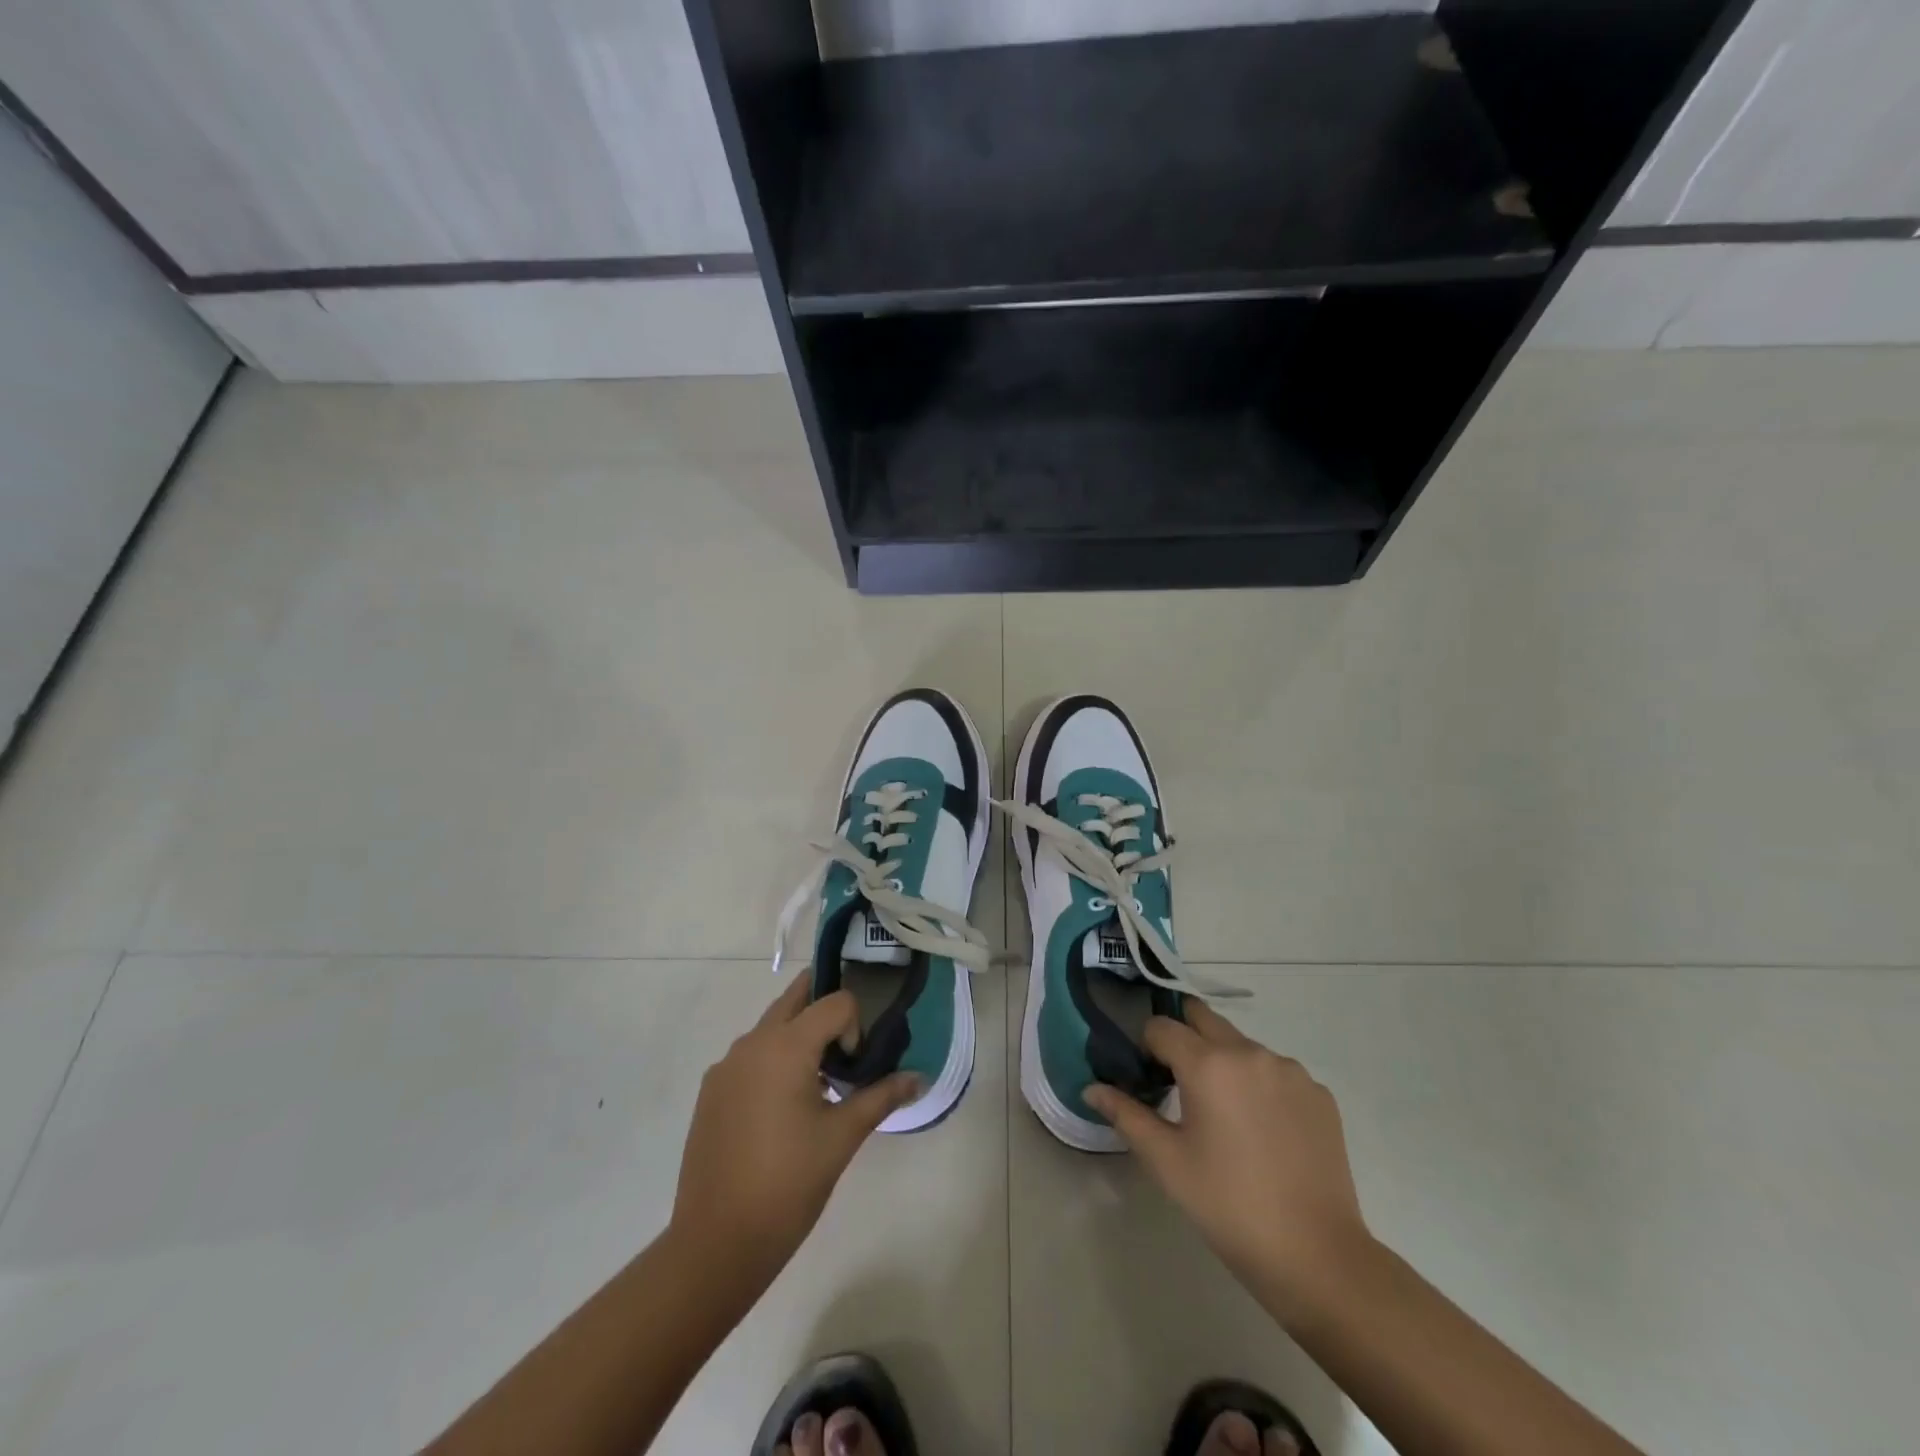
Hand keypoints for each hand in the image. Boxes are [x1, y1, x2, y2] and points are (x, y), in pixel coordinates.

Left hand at [670, 976, 919, 1293]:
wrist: (716, 1243)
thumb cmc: (789, 1184)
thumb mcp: (842, 1137)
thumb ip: (882, 1096)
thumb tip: (919, 1078)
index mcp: (785, 1046)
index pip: (835, 1002)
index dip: (855, 1026)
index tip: (855, 1069)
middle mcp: (752, 1043)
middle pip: (796, 998)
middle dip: (825, 1010)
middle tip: (848, 1045)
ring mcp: (726, 1066)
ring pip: (771, 1027)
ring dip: (799, 1037)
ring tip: (819, 1085)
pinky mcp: (711, 1091)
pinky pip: (751, 1056)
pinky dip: (774, 1061)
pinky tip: (784, 1111)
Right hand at [1086, 1003, 1369, 1310]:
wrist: (1317, 1257)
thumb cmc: (1228, 1206)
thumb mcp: (1167, 1162)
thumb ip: (1126, 1115)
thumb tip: (1091, 1088)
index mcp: (1208, 1064)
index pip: (1161, 1027)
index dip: (1146, 1045)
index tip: (1147, 1076)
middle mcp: (1250, 1052)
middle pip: (1203, 1019)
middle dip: (1183, 1037)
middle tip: (1178, 1079)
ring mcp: (1290, 1070)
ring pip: (1241, 1044)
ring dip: (1223, 1061)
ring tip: (1224, 1114)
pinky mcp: (1319, 1093)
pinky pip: (1276, 1071)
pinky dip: (1260, 1084)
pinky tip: (1262, 1130)